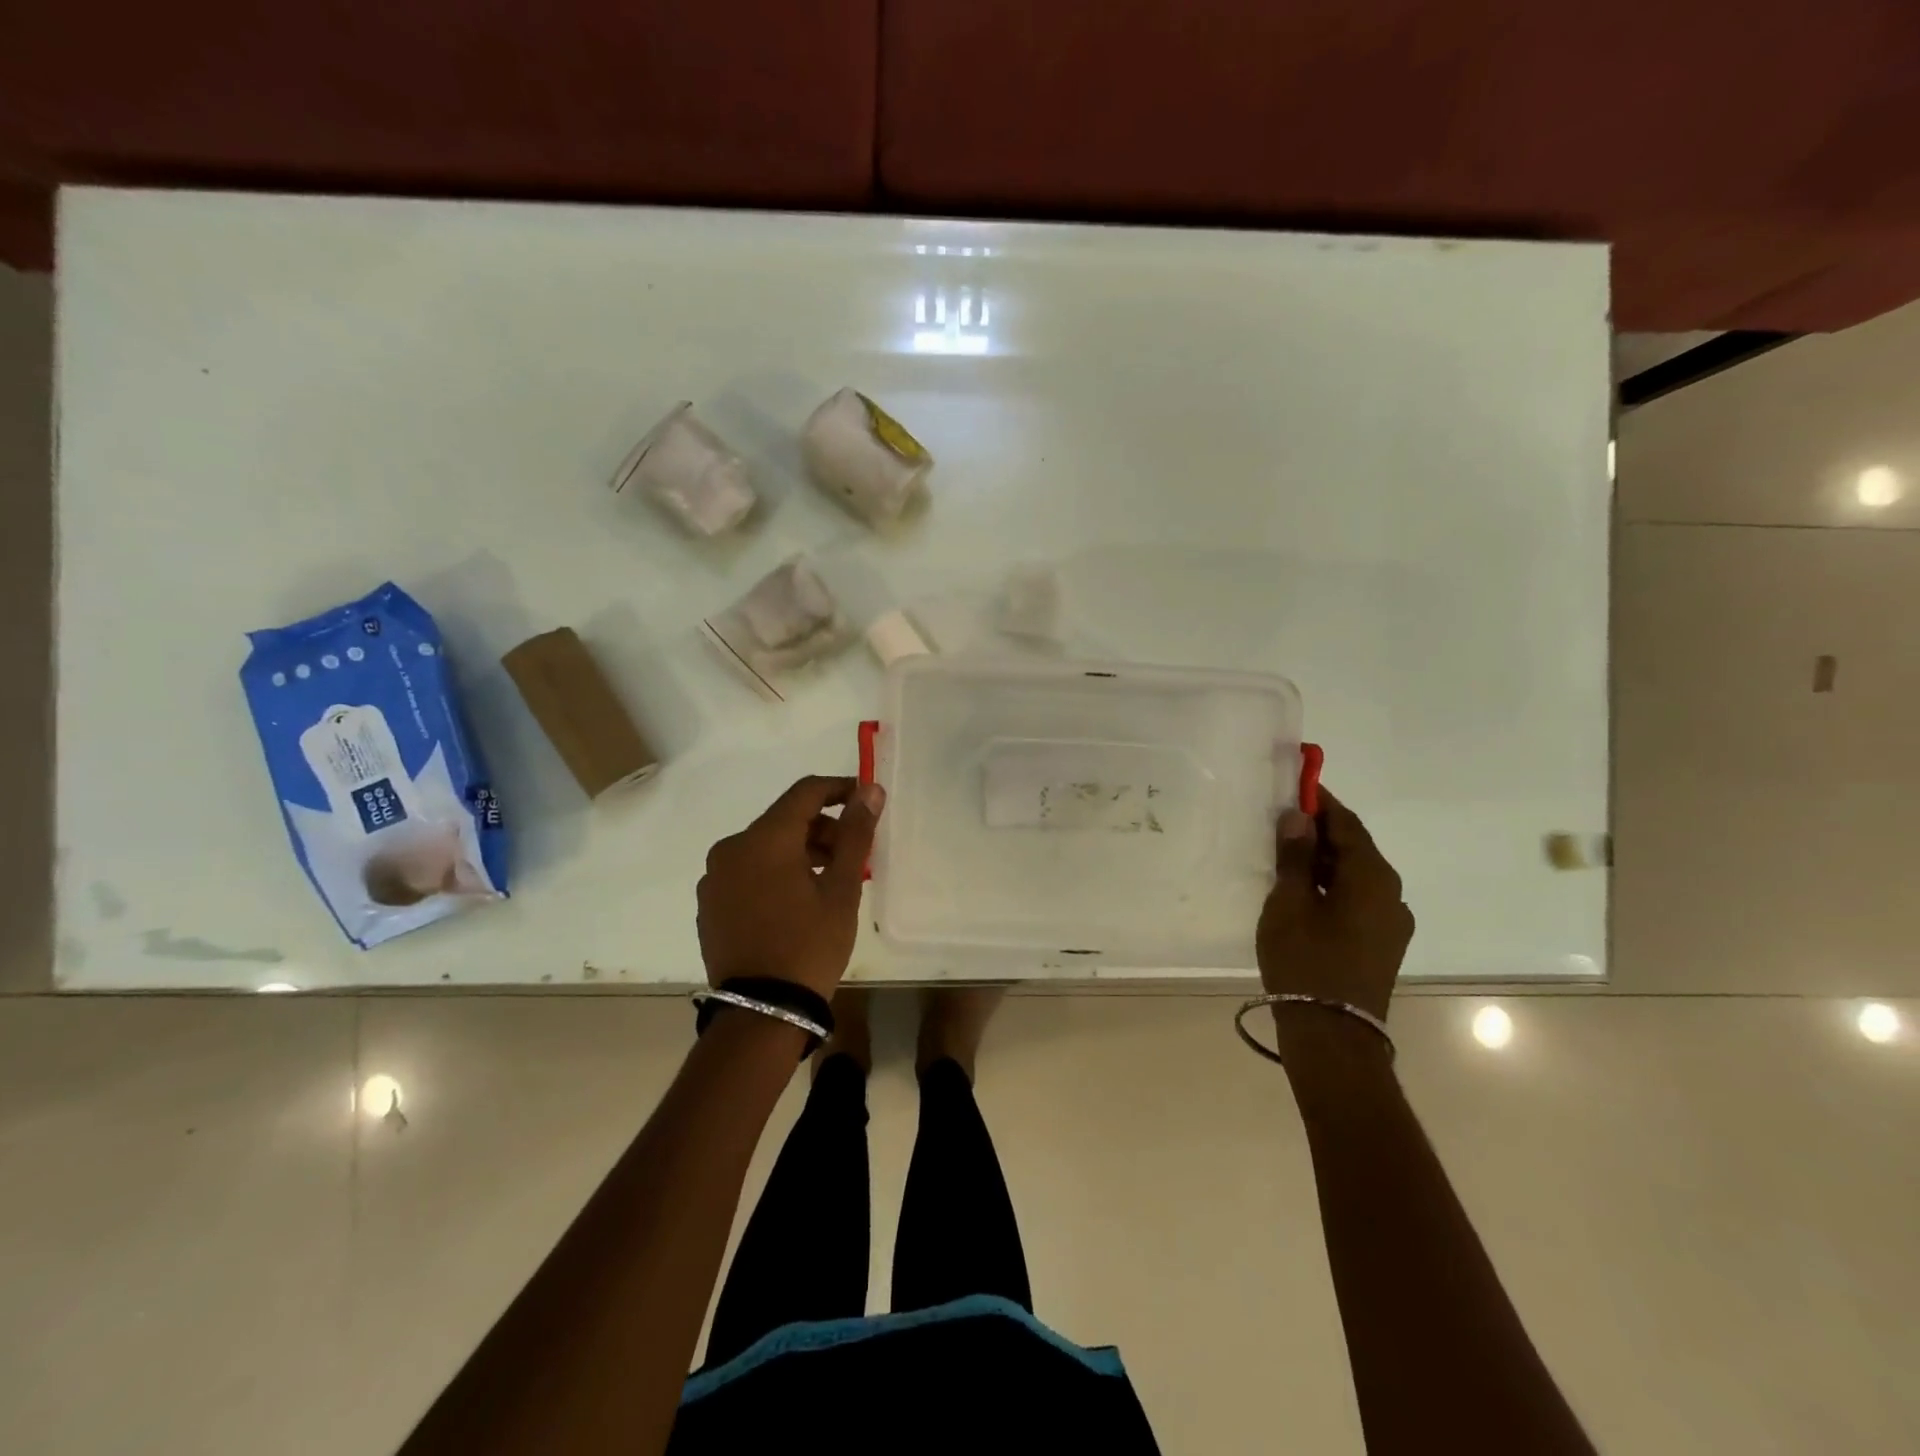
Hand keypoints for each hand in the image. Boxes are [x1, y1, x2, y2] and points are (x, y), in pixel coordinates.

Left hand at [697, 776, 884, 998]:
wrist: (761, 1012)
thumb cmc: (809, 945)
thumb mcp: (843, 889)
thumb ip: (856, 834)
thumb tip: (870, 790)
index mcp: (764, 839)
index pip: (805, 792)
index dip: (840, 789)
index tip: (866, 802)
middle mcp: (731, 848)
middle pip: (785, 820)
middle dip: (823, 830)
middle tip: (854, 856)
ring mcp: (715, 878)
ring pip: (766, 847)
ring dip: (801, 852)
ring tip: (830, 882)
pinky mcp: (710, 904)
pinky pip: (748, 871)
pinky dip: (776, 873)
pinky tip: (797, 902)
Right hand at [1256, 787, 1413, 1050]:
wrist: (1333, 1034)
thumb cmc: (1305, 960)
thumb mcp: (1289, 902)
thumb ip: (1294, 856)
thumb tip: (1298, 816)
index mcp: (1372, 877)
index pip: (1347, 824)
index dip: (1320, 802)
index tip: (1294, 785)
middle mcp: (1391, 893)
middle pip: (1354, 848)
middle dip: (1318, 831)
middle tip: (1280, 822)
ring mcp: (1390, 921)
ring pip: (1354, 875)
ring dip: (1323, 860)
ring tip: (1283, 856)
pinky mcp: (1381, 943)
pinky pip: (1356, 898)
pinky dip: (1330, 886)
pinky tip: (1301, 893)